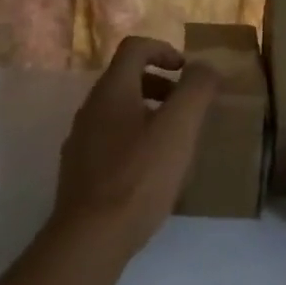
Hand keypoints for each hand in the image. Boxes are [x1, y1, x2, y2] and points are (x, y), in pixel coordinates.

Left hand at [52, 36, 217, 249]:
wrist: (91, 236)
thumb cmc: (139, 177)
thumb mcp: (179, 129)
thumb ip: (196, 91)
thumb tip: (205, 67)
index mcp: (112, 91)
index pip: (135, 48)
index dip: (164, 50)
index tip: (188, 72)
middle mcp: (90, 108)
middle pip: (126, 79)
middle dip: (161, 85)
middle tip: (188, 108)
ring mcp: (80, 140)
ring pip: (118, 112)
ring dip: (149, 114)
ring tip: (175, 142)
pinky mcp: (80, 170)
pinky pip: (111, 140)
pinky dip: (135, 140)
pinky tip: (152, 172)